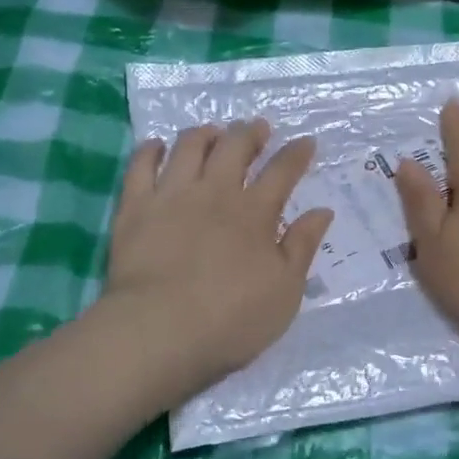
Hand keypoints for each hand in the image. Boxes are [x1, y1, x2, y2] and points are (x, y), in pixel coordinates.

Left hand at [100, 119, 334, 397]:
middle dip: (250, 133)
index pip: (282, 171)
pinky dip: (151, 150)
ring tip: (213, 131)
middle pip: (235, 147)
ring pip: (189, 147)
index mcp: (255, 213)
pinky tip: (157, 146)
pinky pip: (140, 165)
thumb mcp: (285, 290)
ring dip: (205, 134)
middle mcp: (215, 192)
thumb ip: (302, 246)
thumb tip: (323, 211)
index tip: (306, 141)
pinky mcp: (135, 207)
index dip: (296, 153)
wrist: (159, 330)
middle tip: (258, 127)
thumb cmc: (232, 318)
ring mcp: (172, 195)